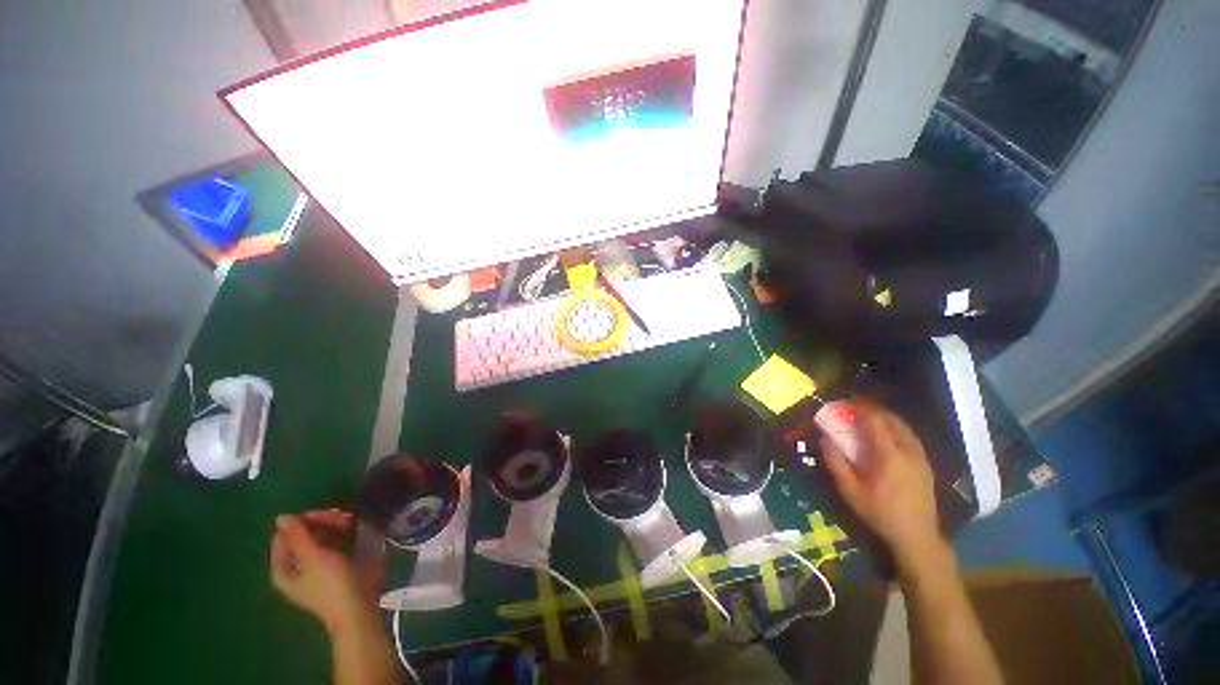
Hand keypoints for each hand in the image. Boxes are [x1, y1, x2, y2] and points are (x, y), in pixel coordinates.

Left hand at [269, 509, 368, 632]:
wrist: (358, 608)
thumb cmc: (331, 584)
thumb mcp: (313, 557)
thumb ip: (297, 536)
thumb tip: (281, 517)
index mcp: (283, 567)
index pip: (285, 534)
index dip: (304, 522)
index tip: (327, 516)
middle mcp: (296, 566)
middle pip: (303, 534)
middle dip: (323, 523)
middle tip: (345, 517)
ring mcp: (315, 566)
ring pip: (320, 536)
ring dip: (335, 526)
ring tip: (352, 522)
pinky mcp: (334, 566)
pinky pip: (332, 543)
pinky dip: (341, 534)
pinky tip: (355, 531)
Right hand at [820, 398, 942, 564]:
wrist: (917, 536)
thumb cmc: (880, 513)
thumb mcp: (850, 491)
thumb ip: (836, 463)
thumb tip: (824, 439)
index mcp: (889, 455)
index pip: (875, 420)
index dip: (860, 407)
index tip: (845, 401)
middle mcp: (908, 450)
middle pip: (892, 419)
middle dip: (872, 409)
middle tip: (854, 407)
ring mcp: (920, 456)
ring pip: (903, 426)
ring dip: (885, 417)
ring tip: (868, 417)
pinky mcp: (925, 463)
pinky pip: (910, 436)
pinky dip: (896, 427)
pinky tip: (886, 434)